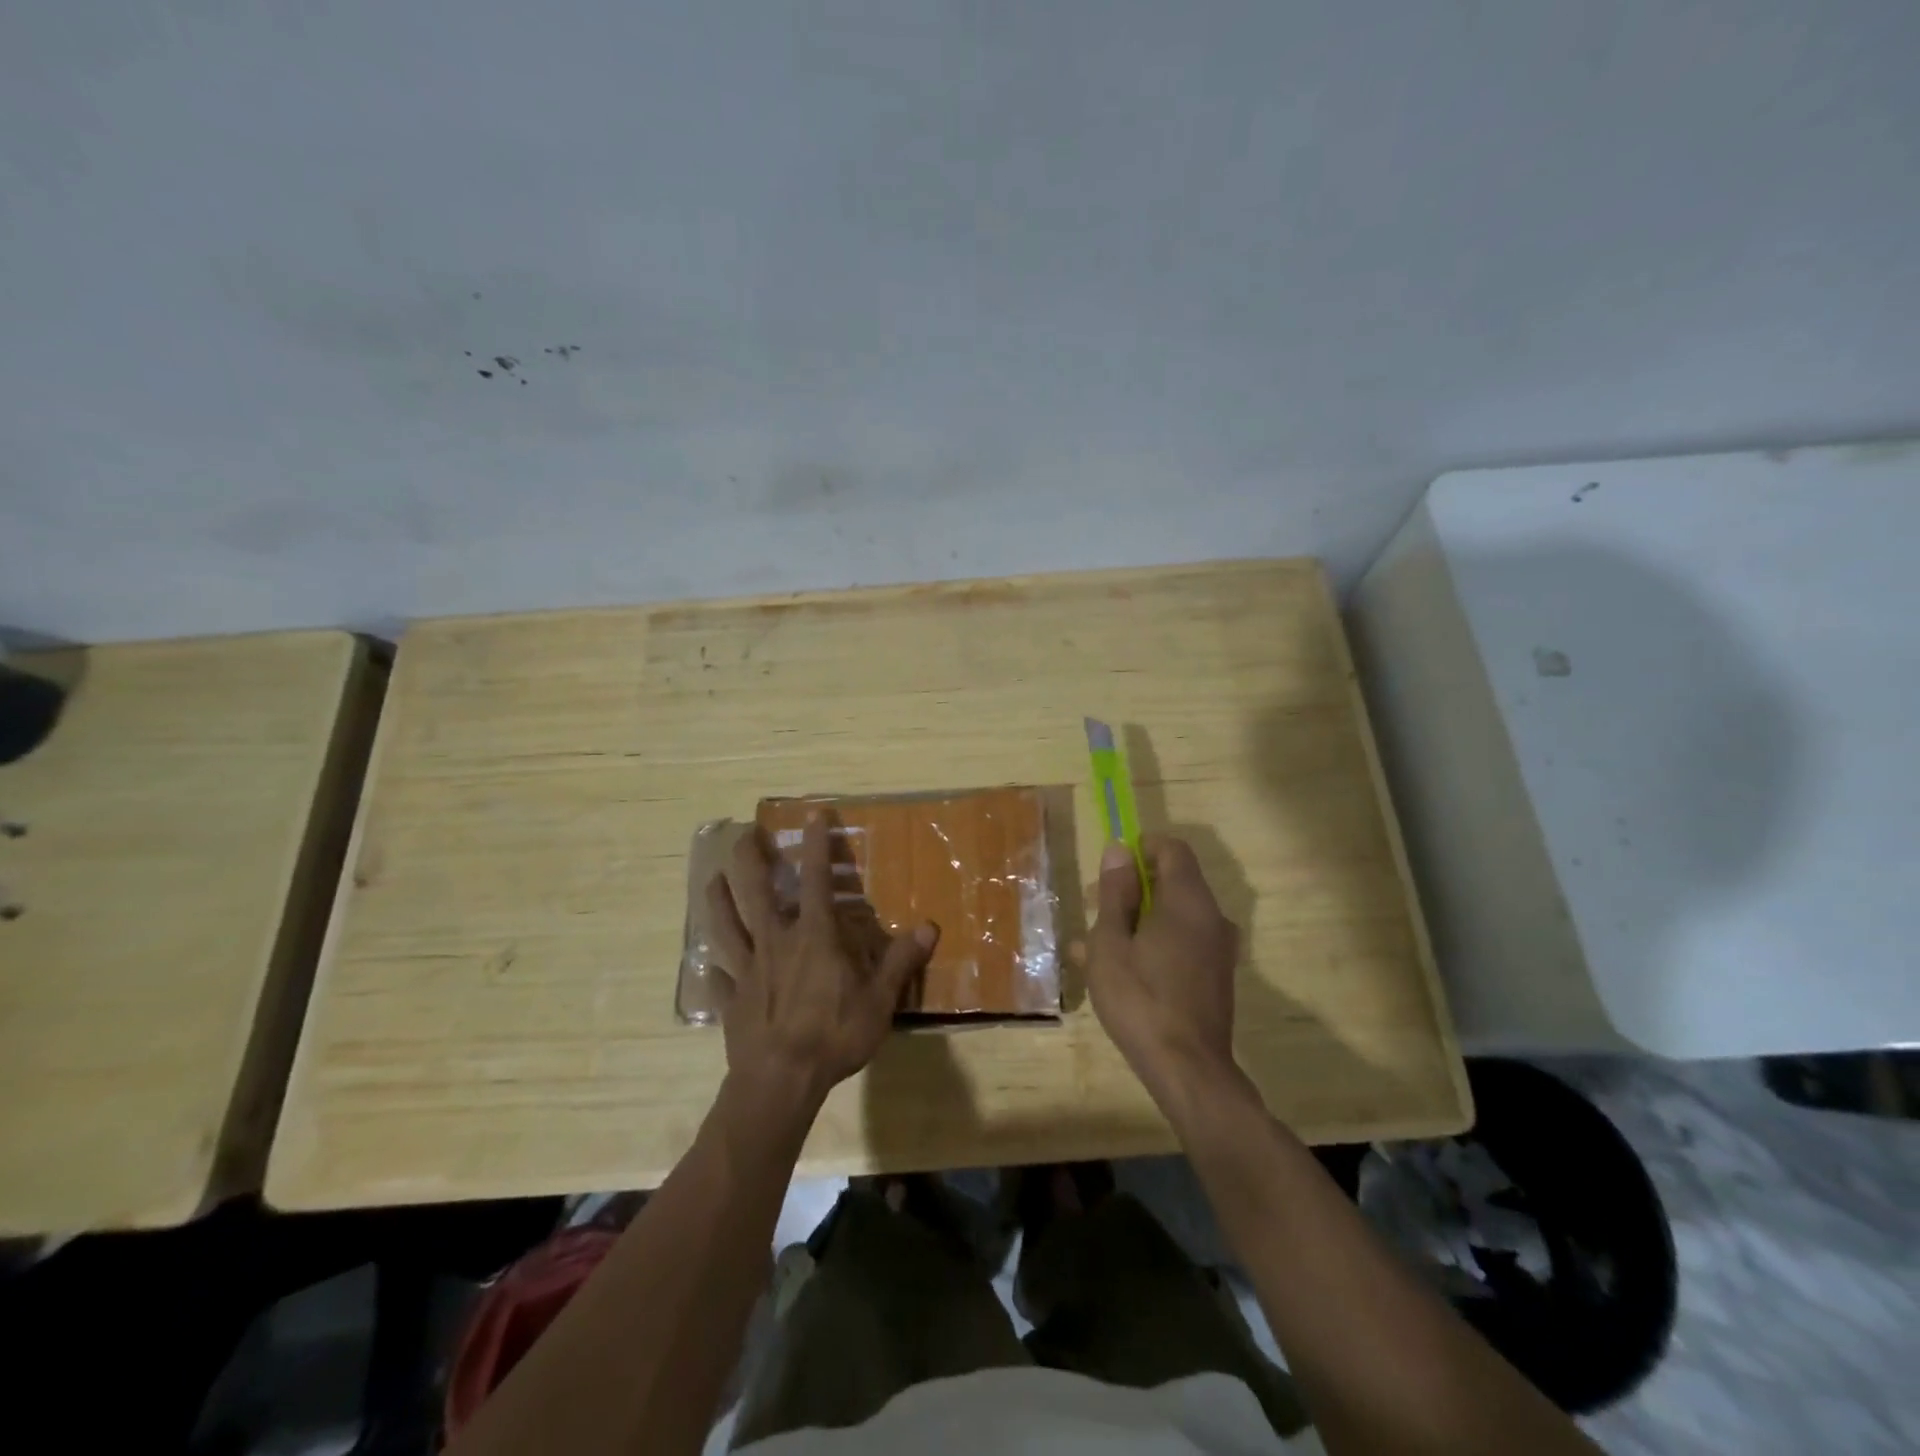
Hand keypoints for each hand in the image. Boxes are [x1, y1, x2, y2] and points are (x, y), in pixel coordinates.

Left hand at [706, 814, 937, 1105]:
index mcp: (814, 935)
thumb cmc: (834, 1033)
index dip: (816, 844)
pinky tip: (708, 966)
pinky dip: (713, 970)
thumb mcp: (880, 999)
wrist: (781, 1080)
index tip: (813, 814)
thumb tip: (930, 926)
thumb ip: (901, 960)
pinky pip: (718, 978)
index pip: (815, 878)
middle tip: (743, 835)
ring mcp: (747, 970)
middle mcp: (775, 941)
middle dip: (749, 859)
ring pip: (725, 926)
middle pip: (756, 891)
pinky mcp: (730, 1000)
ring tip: (712, 880)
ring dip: (718, 900)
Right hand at [1086, 835, 1244, 1107]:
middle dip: (1133, 887)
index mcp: (1187, 900)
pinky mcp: (1217, 975)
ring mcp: (1219, 948)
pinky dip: (1155, 942)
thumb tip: (1119, 850)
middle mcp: (1212, 916)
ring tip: (1097, 946)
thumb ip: (1115, 893)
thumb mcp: (1111, 942)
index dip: (1142, 848)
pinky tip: (1123, 971)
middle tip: (1095, 909)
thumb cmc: (1140, 998)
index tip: (1113, 867)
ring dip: (1139, 919)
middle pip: (1174, 881)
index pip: (1173, 849)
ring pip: (1176, 915)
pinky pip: (1184, 942)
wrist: (1187, 1069)